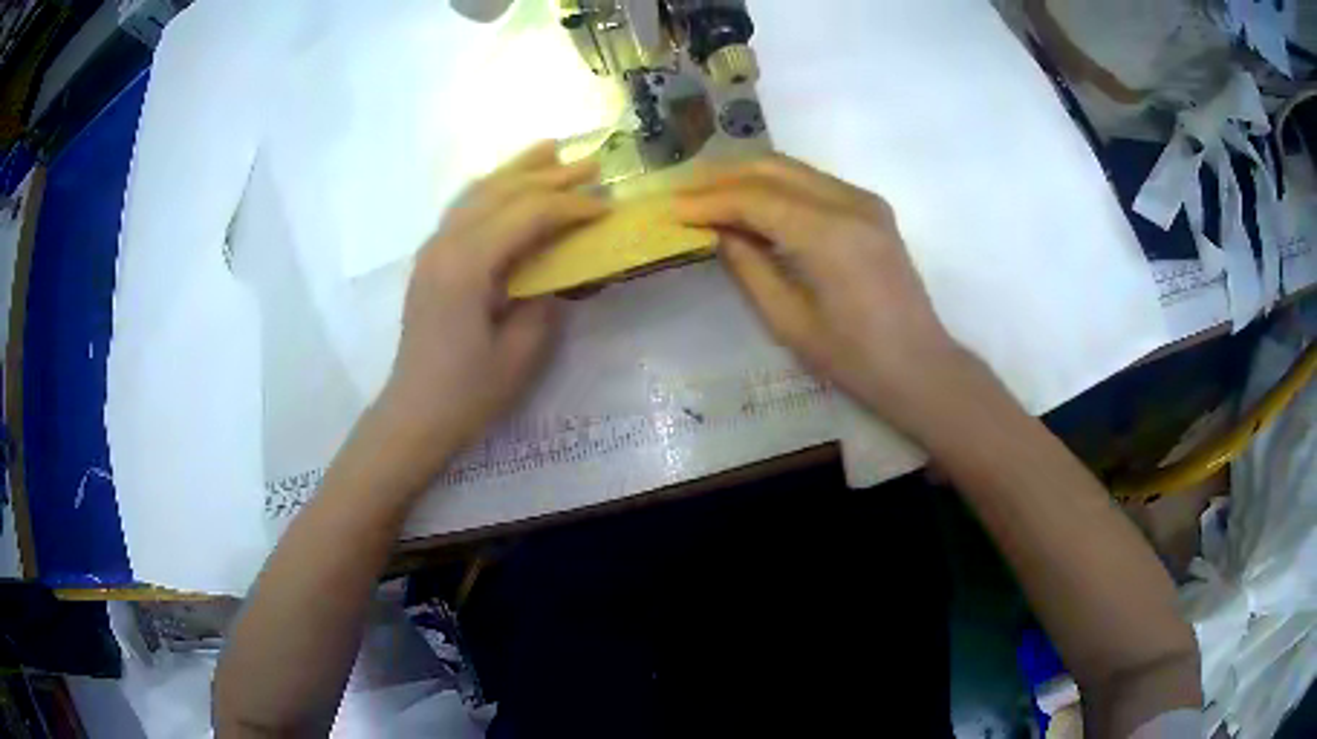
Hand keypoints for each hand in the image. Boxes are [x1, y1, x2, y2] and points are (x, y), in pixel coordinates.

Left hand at [371, 142, 605, 484]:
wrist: (415, 413)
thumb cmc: (468, 392)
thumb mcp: (521, 353)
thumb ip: (545, 300)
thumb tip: (561, 268)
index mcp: (467, 266)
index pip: (527, 215)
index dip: (570, 206)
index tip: (605, 207)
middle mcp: (445, 244)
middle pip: (502, 192)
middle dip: (550, 175)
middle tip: (592, 164)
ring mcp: (433, 249)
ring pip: (478, 191)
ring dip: (517, 169)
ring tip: (551, 149)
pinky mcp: (431, 259)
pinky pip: (464, 208)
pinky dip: (492, 188)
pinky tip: (509, 183)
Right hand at [673, 155, 972, 439]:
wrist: (919, 366)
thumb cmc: (854, 359)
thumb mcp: (789, 321)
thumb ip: (748, 266)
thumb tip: (716, 231)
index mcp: (829, 234)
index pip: (755, 198)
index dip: (709, 200)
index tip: (671, 208)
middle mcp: (850, 202)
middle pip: (773, 168)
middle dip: (723, 177)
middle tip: (685, 193)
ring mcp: (865, 200)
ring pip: (793, 168)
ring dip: (748, 176)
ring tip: (709, 194)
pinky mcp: (872, 208)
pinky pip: (813, 182)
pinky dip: (777, 186)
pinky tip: (753, 203)